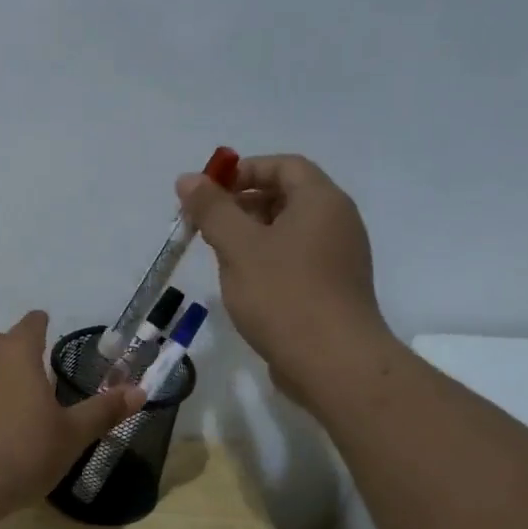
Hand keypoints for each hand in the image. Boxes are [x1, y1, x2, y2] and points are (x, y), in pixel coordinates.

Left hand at [0, 311, 146, 519]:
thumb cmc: (20, 452)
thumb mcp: (71, 436)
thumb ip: (104, 411)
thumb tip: (140, 391)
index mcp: (17, 353)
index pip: (31, 323)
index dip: (43, 325)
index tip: (51, 331)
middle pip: (2, 341)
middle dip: (20, 351)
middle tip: (41, 375)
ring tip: (18, 403)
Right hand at [177, 154, 389, 398]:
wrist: (333, 363)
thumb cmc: (284, 295)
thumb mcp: (238, 246)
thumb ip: (212, 209)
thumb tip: (188, 179)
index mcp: (322, 201)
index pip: (284, 165)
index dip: (244, 171)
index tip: (209, 193)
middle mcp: (338, 222)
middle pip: (286, 195)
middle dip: (242, 204)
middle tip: (206, 225)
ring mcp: (339, 257)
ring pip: (289, 230)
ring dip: (251, 234)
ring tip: (219, 255)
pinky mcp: (333, 288)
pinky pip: (296, 258)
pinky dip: (267, 259)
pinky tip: (243, 283)